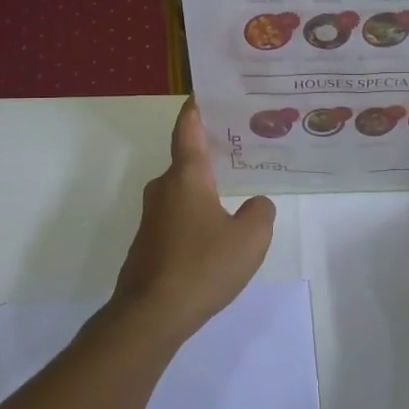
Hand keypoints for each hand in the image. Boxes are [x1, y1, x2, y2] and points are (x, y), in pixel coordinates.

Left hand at [109, 100, 275, 345]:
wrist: (151, 315)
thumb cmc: (202, 266)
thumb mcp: (250, 238)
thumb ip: (260, 212)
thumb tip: (255, 204)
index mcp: (186, 177)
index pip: (188, 130)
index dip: (196, 109)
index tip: (203, 93)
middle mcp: (164, 189)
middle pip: (186, 161)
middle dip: (210, 152)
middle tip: (240, 146)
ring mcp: (152, 217)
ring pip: (182, 191)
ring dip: (204, 188)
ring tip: (235, 190)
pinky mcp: (148, 243)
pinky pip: (177, 216)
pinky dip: (196, 214)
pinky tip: (215, 233)